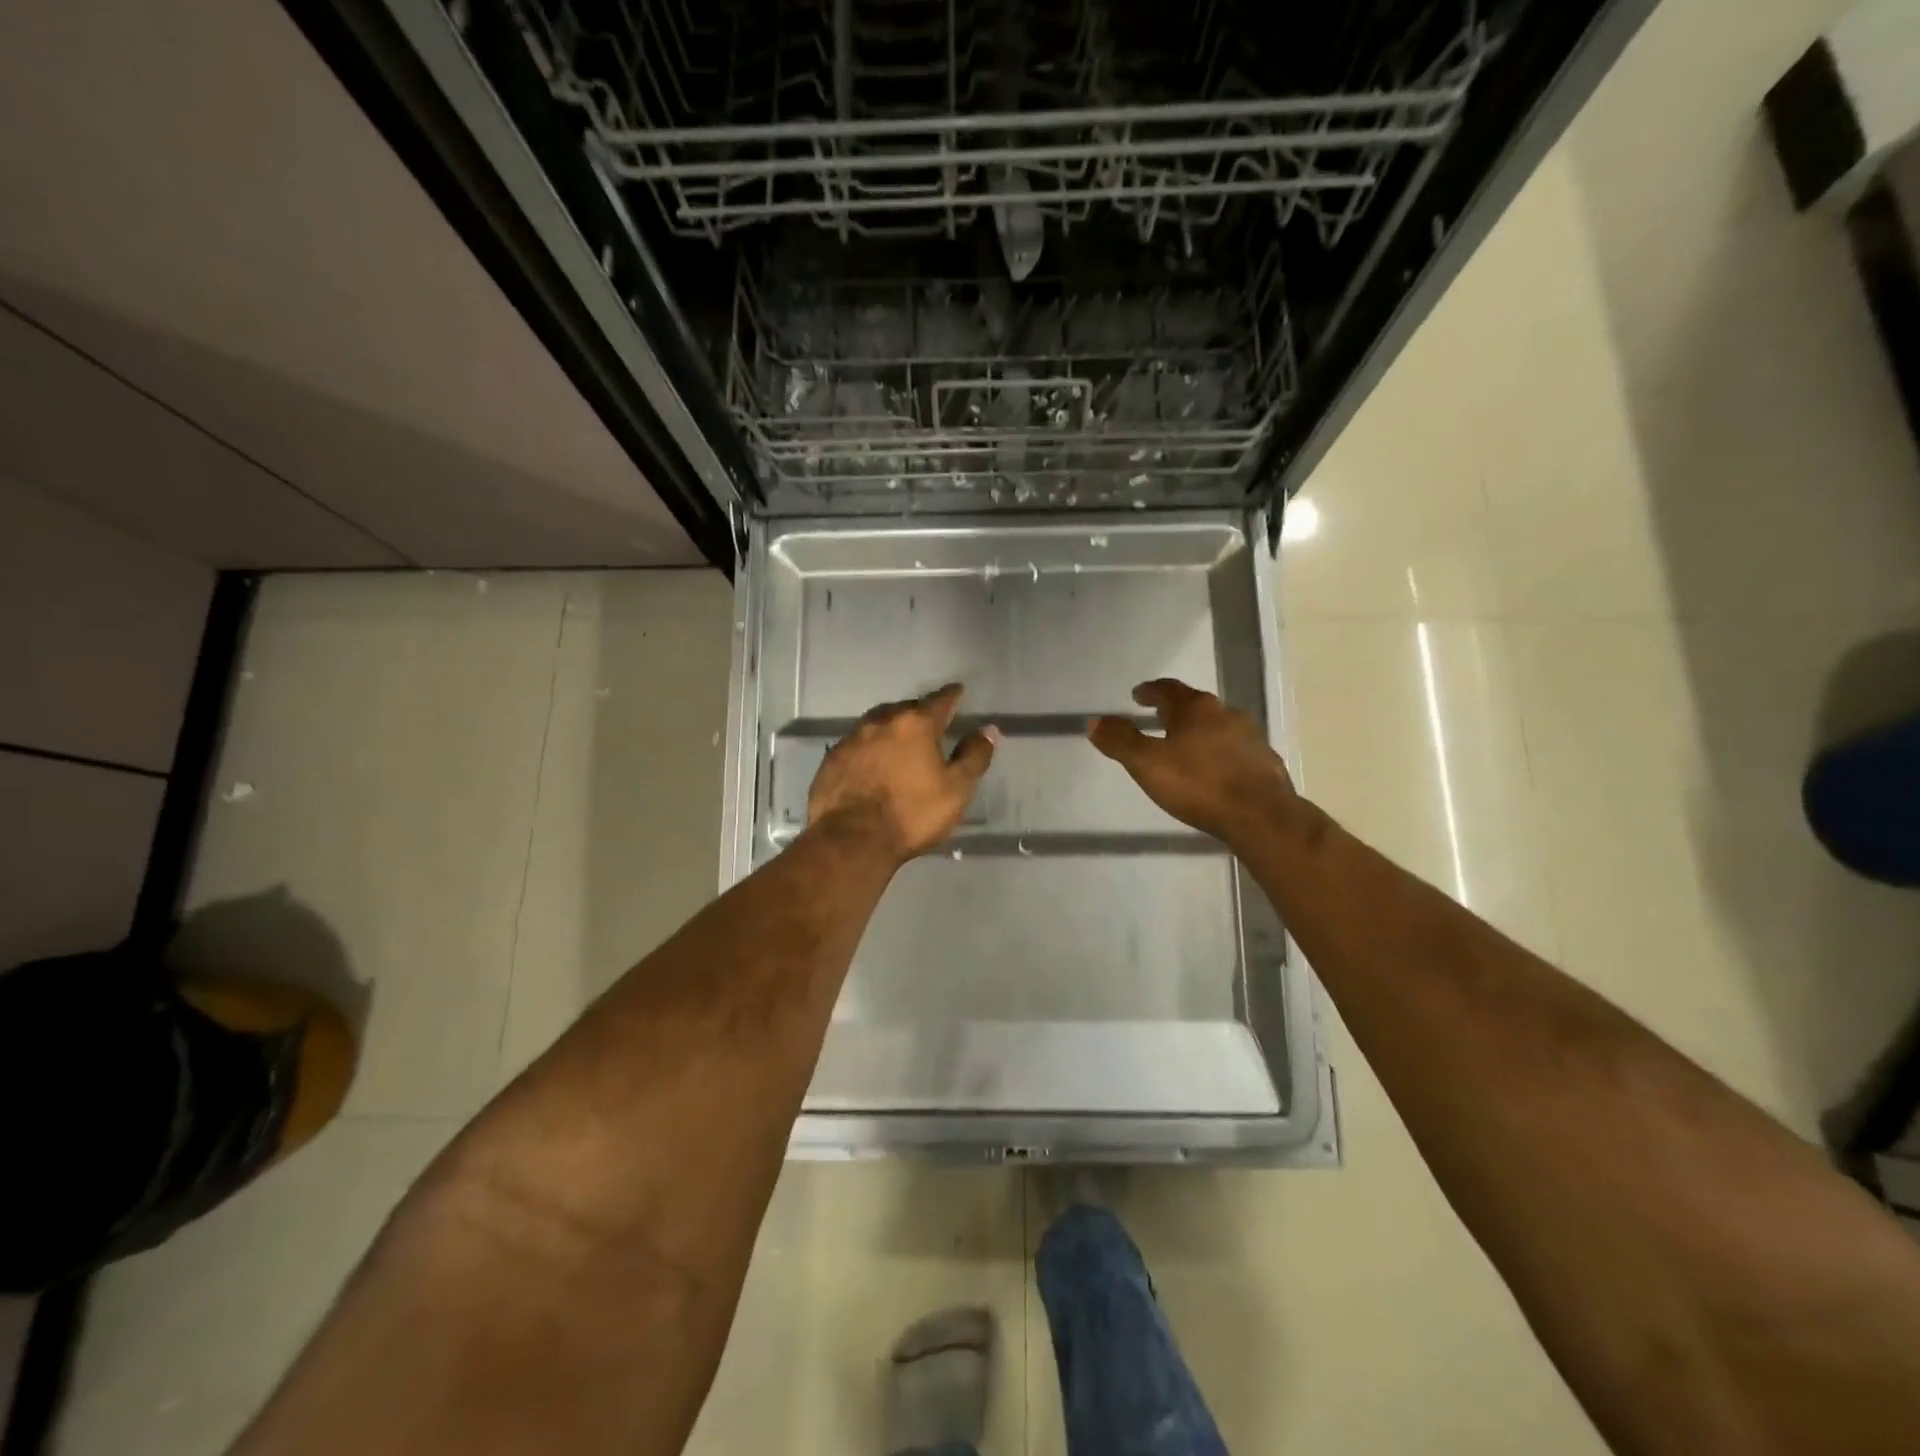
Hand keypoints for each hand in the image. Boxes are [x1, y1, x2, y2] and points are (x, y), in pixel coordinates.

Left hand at [808, 684, 998, 862]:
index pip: (939, 701)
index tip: (958, 690)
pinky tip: (871, 760)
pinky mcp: (831, 759)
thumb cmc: (912, 814)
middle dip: (919, 711)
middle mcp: (881, 722)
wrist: (852, 839)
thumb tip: (988, 730)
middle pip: (905, 708)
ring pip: (877, 723)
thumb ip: (974, 756)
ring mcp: (852, 739)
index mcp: (915, 724)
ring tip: (899, 738)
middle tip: (929, 721)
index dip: (951, 695)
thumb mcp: (956, 789)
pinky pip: (856, 743)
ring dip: (891, 726)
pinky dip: (869, 747)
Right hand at [1088, 679, 1299, 847]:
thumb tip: (1094, 721)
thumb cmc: (1198, 784)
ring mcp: (1250, 737)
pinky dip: (1220, 753)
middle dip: (1176, 710)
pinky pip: (1236, 750)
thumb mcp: (1147, 764)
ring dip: (1200, 732)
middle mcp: (1225, 714)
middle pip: (1195, 705)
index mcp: (1195, 709)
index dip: (1150, 691)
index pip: (1168, 689)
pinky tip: (1215, 770)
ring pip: (1218, 726)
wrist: (1261, 816)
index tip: (1138, 695)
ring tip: (1185, 746)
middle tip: (1159, 718)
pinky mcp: (1265, 761)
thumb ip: (1120, 741)